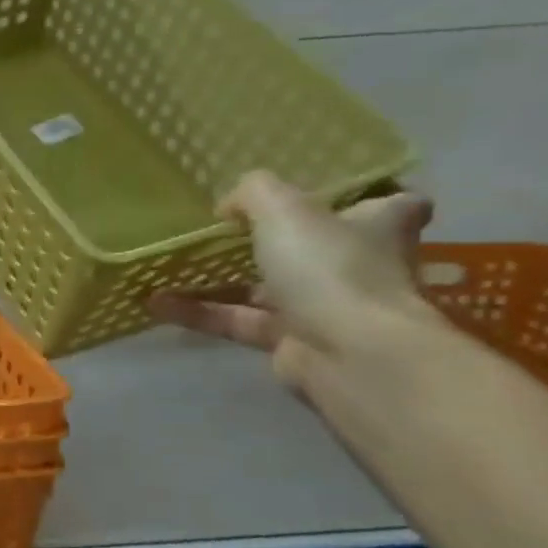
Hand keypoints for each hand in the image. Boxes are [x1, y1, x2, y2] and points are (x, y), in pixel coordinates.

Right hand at [149, 171, 435, 387]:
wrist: (349, 352)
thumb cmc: (330, 268)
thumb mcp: (284, 209)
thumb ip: (253, 194)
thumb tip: (229, 206)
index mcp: (378, 226)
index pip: (391, 204)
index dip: (361, 196)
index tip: (321, 194)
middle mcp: (359, 265)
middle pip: (318, 246)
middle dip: (275, 239)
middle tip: (224, 229)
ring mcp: (326, 306)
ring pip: (267, 287)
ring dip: (220, 280)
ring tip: (172, 267)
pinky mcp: (292, 341)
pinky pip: (238, 320)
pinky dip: (200, 313)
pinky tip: (157, 303)